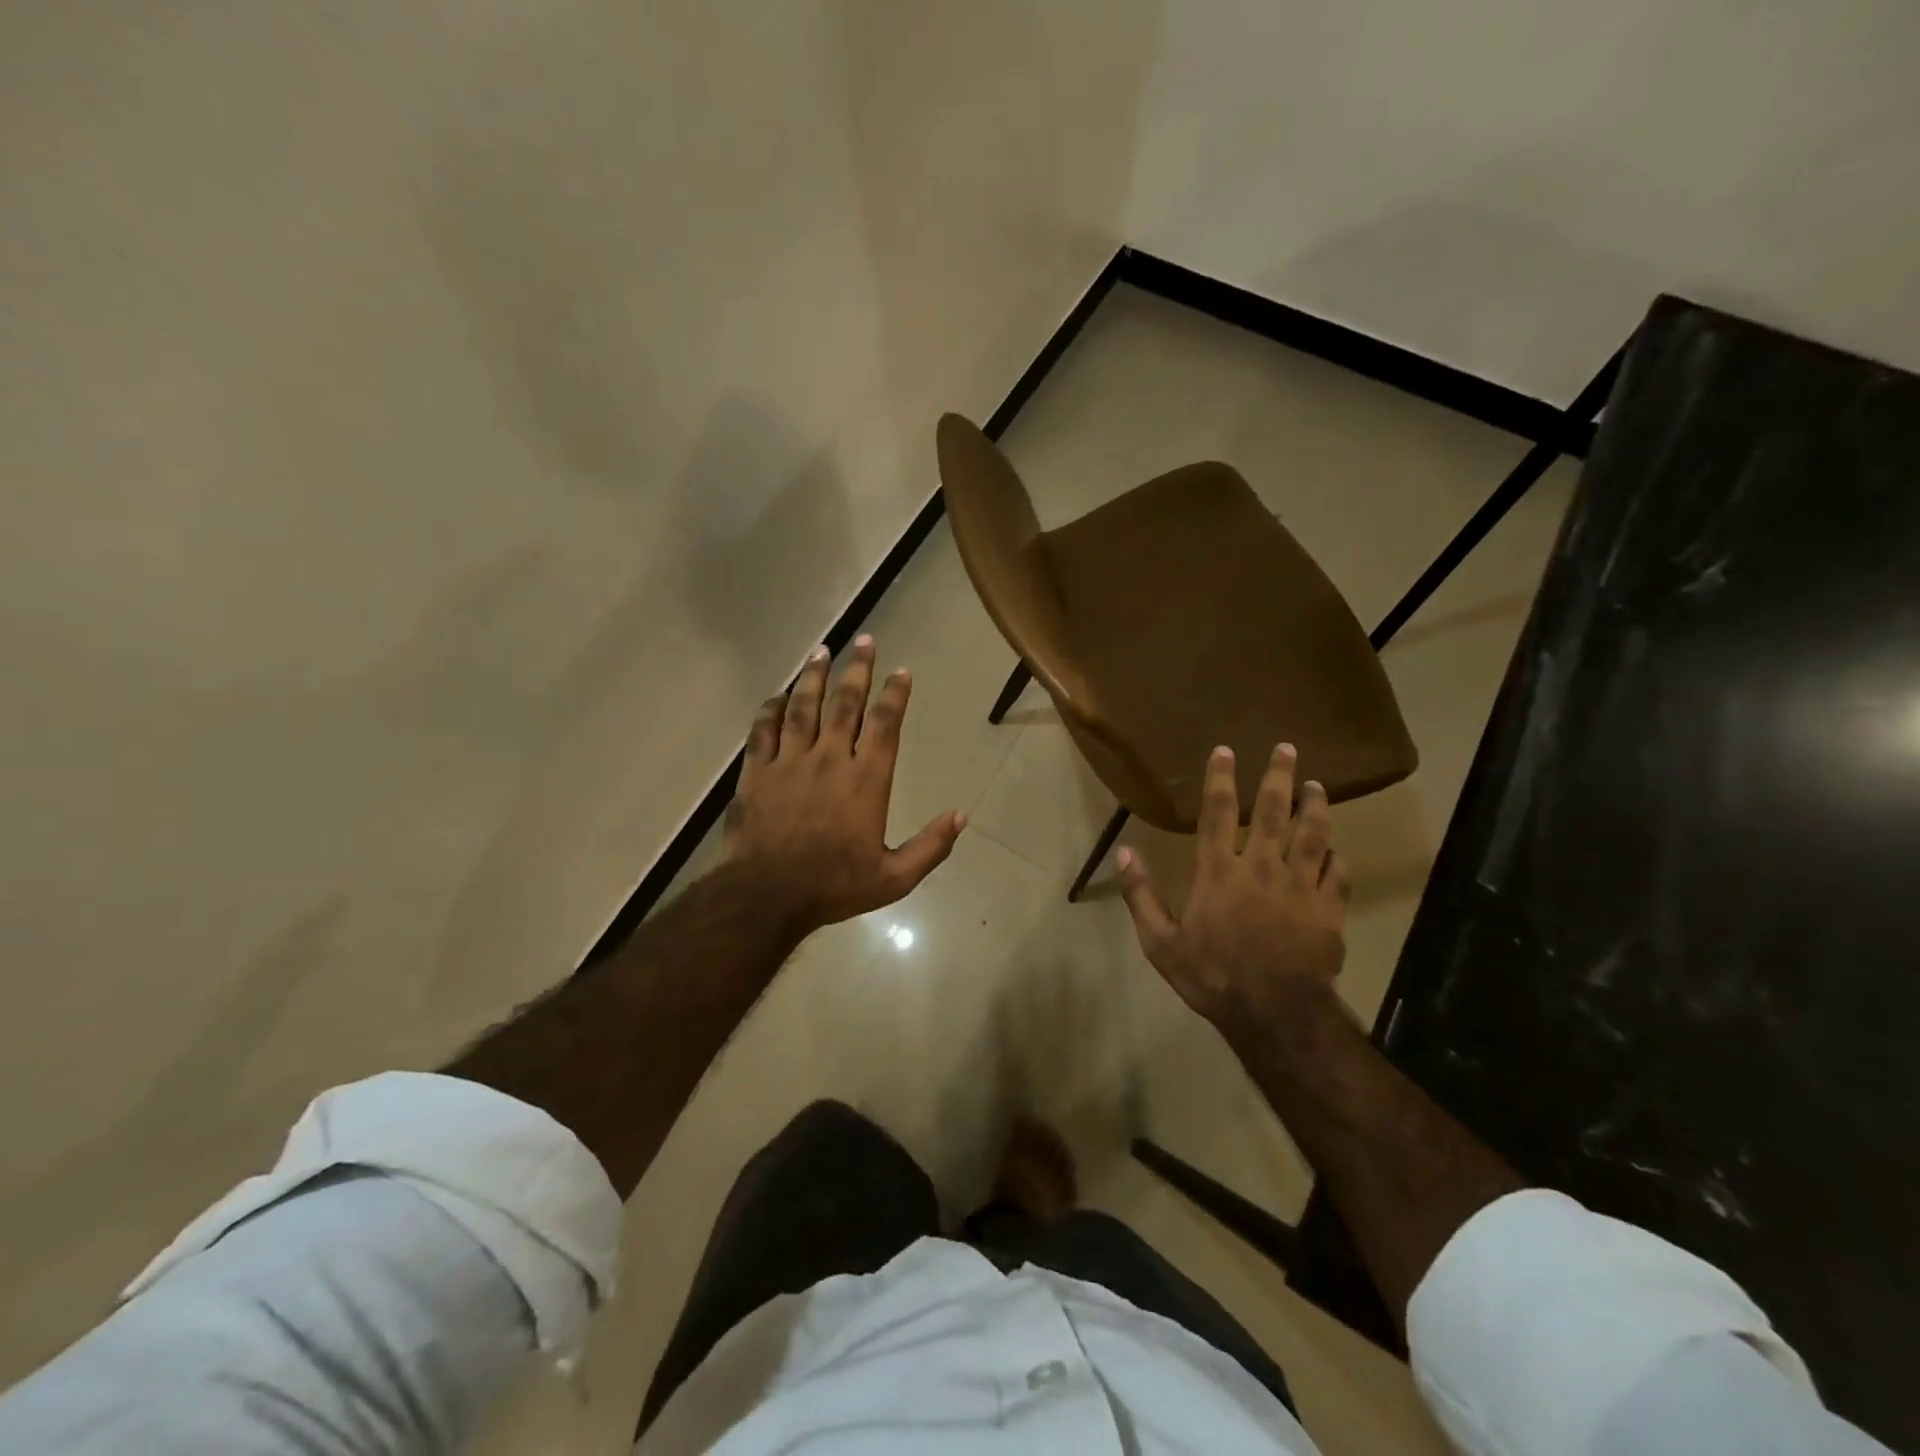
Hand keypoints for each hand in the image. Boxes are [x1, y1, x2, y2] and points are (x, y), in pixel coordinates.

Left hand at [722, 635, 963, 934]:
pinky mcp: (757, 772)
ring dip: (814, 677)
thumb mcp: (895, 878)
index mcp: (866, 780)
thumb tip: (961, 815)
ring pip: (803, 707)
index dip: (895, 694)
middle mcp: (830, 759)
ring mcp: (790, 762)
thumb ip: (931, 846)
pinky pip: (763, 730)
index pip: (885, 725)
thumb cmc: (834, 886)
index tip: (901, 671)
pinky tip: (777, 695)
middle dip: (858, 670)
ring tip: (822, 651)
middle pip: (845, 703)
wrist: (766, 896)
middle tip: (864, 640)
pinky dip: (770, 709)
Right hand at [1116, 743, 1348, 1031]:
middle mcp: (1260, 868)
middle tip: (1287, 748)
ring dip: (1314, 806)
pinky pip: (1336, 873)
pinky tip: (1335, 848)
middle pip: (1272, 812)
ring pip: (1311, 835)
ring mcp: (1299, 886)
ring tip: (1317, 784)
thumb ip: (1141, 895)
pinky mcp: (1328, 908)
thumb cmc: (1211, 975)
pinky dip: (1335, 857)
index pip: (1218, 813)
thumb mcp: (1160, 942)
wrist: (1274, 1013)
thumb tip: (1124, 852)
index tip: (1226, 750)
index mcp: (1218, 872)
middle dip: (1278, 777)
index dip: (1221, 779)